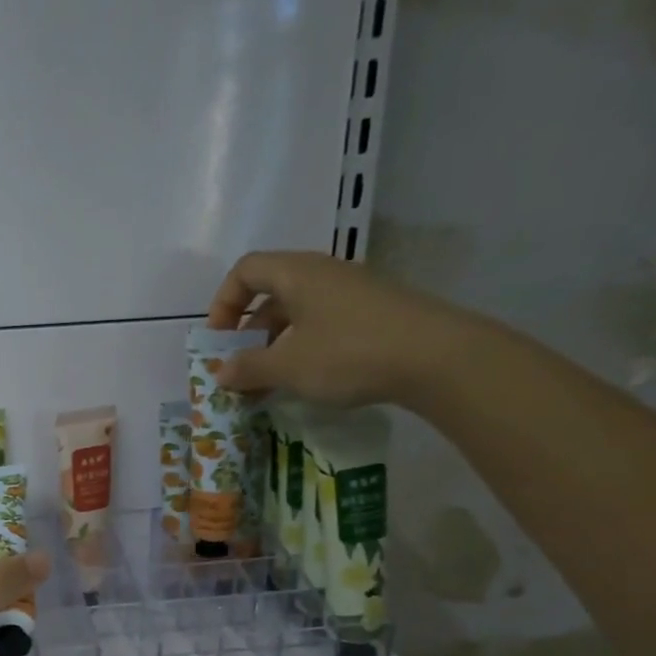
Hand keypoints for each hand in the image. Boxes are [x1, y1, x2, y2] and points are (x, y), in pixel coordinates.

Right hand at [205, 250, 476, 408]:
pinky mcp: (375, 314)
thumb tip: (220, 373)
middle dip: (248, 332)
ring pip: (299, 313)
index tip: (218, 340)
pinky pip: (324, 324)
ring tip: (269, 384)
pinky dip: (304, 349)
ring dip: (275, 346)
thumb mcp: (288, 366)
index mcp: (298, 274)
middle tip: (241, 369)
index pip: (246, 270)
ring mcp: (353, 293)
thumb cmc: (349, 353)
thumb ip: (248, 368)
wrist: (437, 358)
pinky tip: (307, 380)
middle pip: (271, 293)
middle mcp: (324, 274)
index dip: (223, 302)